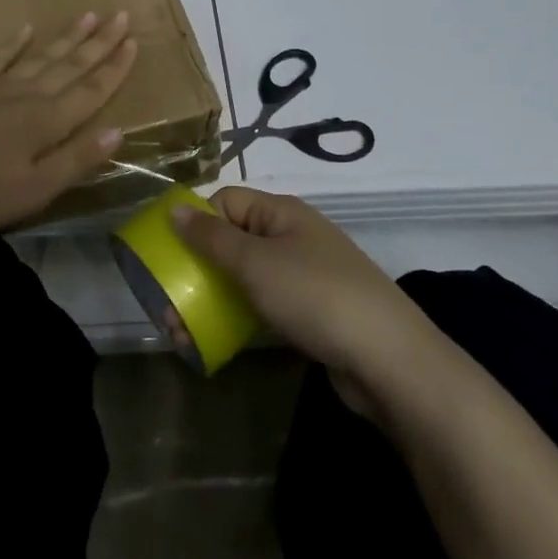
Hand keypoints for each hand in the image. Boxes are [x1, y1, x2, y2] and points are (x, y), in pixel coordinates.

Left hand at [0, 9, 138, 234]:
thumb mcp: (33, 190)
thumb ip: (75, 160)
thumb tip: (119, 131)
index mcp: (46, 123)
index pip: (90, 91)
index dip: (114, 69)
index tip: (134, 42)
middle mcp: (26, 96)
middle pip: (70, 66)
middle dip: (99, 43)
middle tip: (121, 15)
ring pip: (39, 57)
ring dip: (66, 38)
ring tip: (87, 15)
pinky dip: (14, 44)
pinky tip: (26, 29)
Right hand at [171, 188, 429, 398]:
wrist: (388, 357)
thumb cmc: (314, 295)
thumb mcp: (254, 262)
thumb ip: (211, 236)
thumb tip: (174, 208)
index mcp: (281, 212)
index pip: (227, 201)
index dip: (198, 222)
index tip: (172, 255)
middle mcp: (293, 235)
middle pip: (234, 240)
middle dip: (200, 267)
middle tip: (170, 303)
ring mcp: (305, 274)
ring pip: (248, 275)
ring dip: (215, 296)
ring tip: (185, 329)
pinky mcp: (313, 311)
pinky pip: (266, 303)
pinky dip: (242, 315)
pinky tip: (223, 338)